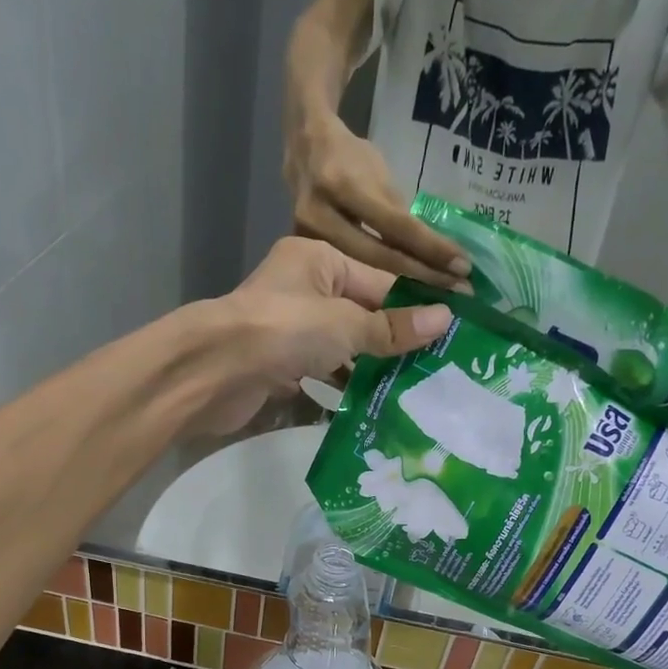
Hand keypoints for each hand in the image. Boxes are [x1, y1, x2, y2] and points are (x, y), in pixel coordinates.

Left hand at [188, 238, 453, 435]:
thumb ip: (391, 327)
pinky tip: (372, 407)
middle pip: (360, 316)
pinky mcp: (277, 367)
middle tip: (438, 367)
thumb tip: (444, 319)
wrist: (213, 372)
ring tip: (413, 392)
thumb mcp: (345, 324)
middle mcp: (302, 290)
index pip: (380, 281)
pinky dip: (342, 390)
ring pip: (341, 349)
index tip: (453, 327)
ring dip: (370, 370)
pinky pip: (319, 376)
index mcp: (318, 261)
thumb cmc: (282, 330)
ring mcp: (287, 331)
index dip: (416, 305)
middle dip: (394, 343)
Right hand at [286, 112, 471, 287]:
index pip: (396, 225)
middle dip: (422, 275)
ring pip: (361, 275)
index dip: (431, 248)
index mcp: (343, 183)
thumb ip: (397, 212)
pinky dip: (374, 292)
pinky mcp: (303, 255)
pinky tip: (399, 305)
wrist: (303, 147)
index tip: (463, 267)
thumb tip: (429, 252)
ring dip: (402, 290)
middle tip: (458, 294)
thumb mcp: (377, 171)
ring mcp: (307, 239)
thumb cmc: (348, 156)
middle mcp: (321, 214)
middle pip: (379, 257)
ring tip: (437, 301)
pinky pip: (343, 279)